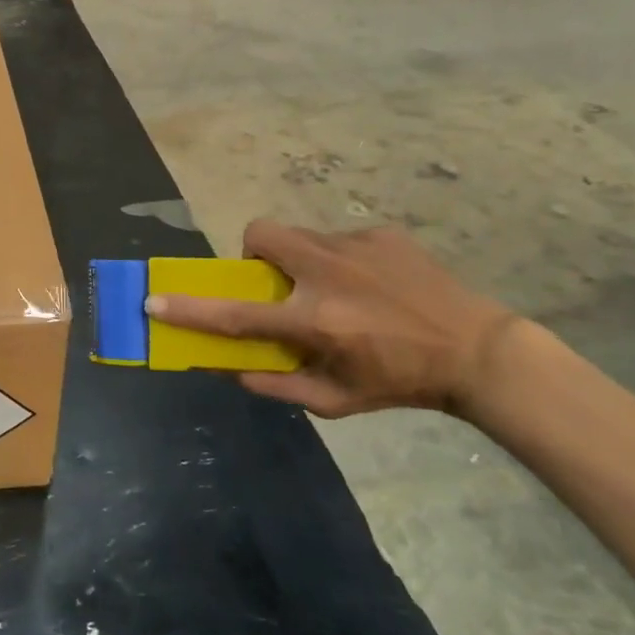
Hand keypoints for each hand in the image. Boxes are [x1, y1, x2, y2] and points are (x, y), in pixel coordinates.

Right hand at [145, 220, 521, 419]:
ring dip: (300, 260)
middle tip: (275, 281)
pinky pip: (339, 239)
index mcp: (315, 320)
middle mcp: (328, 274)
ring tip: (336, 288)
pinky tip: (373, 285)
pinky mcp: (382, 233)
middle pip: (261, 234)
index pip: (236, 314)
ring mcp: (356, 246)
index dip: (190, 310)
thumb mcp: (336, 401)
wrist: (480, 351)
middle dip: (251, 251)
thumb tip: (230, 369)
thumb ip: (276, 385)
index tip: (154, 302)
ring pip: (300, 236)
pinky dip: (340, 260)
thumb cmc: (401, 382)